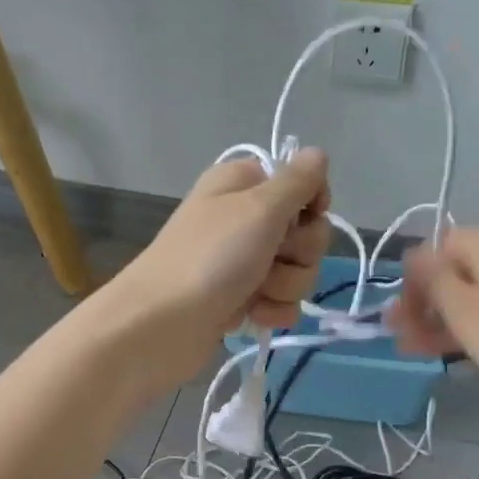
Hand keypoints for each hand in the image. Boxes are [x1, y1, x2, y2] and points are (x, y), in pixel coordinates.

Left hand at [100, 149, 330, 384]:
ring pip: (297, 271)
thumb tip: (317, 154)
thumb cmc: (211, 257)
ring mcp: (242, 263)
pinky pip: (281, 302)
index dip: (312, 204)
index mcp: (242, 185)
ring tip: (255, 294)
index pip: (301, 184)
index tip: (306, 217)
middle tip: (271, 259)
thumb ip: (296, 181)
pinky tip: (253, 316)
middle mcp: (243, 220)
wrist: (162, 324)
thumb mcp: (259, 207)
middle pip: (306, 232)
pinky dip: (273, 311)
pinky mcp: (241, 301)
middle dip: (299, 252)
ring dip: (285, 286)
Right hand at [387, 225, 478, 401]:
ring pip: (477, 291)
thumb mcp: (461, 309)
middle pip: (456, 271)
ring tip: (424, 351)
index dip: (412, 284)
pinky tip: (461, 347)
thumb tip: (414, 255)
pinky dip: (478, 321)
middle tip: (405, 340)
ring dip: (447, 318)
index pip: (434, 249)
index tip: (400, 320)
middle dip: (426, 305)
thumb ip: (431, 279)